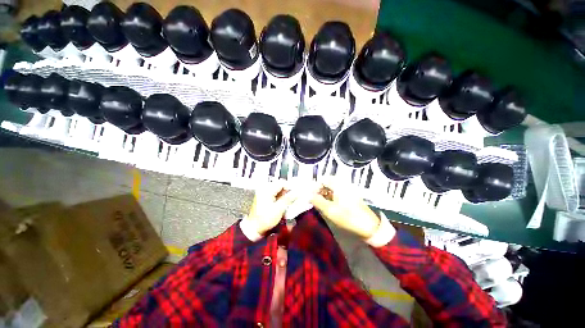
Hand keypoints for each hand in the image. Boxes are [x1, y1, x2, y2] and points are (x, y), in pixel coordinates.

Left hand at [246, 181, 297, 234]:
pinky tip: (281, 204)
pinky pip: (273, 193)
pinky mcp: (262, 197)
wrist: (253, 228)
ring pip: (277, 189)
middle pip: (279, 185)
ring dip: (283, 195)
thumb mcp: (279, 209)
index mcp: (267, 189)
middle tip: (292, 199)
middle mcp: (264, 188)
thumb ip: (288, 199)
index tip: (296, 194)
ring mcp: (262, 192)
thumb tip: (297, 192)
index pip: (282, 182)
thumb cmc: (265, 219)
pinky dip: (278, 197)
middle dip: (287, 191)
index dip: (290, 187)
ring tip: (287, 203)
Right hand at [311, 179, 380, 238]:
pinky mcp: (350, 196)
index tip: (310, 196)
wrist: (368, 227)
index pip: (323, 180)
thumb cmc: (347, 217)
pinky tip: (328, 205)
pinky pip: (337, 192)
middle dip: (319, 190)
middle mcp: (343, 184)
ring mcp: (348, 190)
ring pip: (332, 188)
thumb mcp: (329, 210)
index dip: (315, 187)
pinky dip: (331, 196)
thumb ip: (317, 201)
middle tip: (314, 200)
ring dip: (325, 193)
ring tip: (320, 203)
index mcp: (338, 185)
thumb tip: (308, 195)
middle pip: (327, 182)